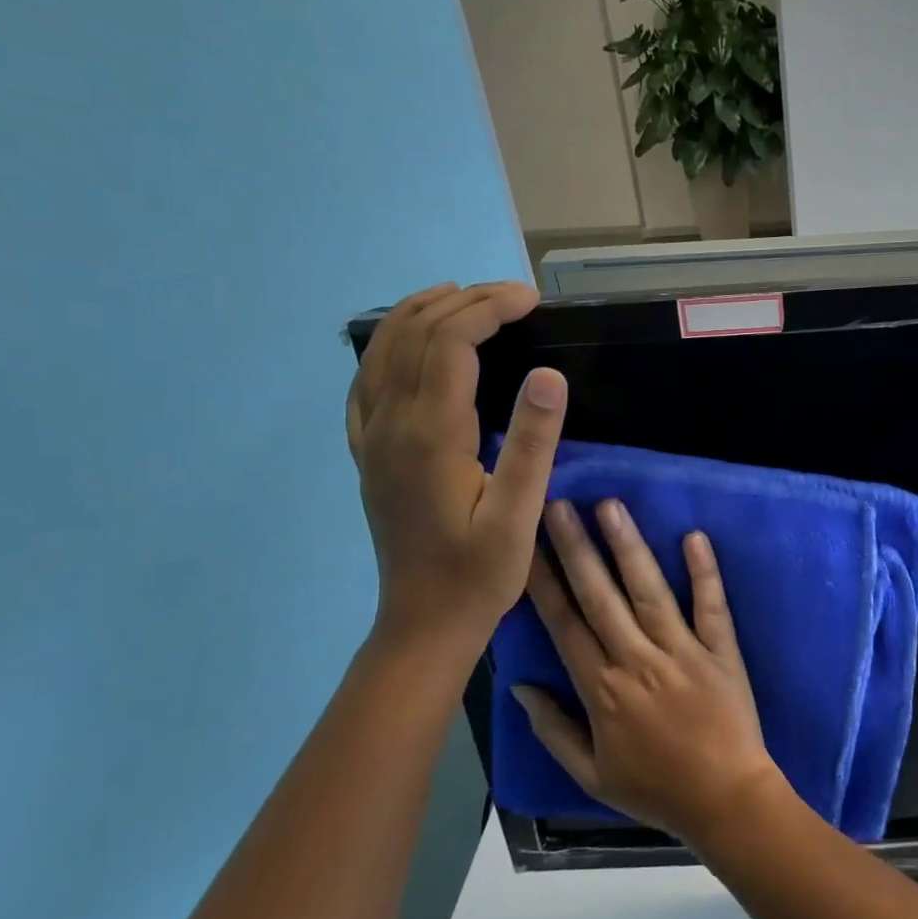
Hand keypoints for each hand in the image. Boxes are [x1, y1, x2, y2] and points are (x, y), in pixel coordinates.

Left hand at [346, 281, 566, 660]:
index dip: (488, 308)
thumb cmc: (479, 572)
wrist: (424, 622)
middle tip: (513, 296)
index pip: (450, 342)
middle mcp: (390, 425)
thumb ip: (533, 441)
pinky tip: (410, 346)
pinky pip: (366, 381)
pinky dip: (390, 346)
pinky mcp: (368, 453)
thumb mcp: (519, 513)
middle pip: (415, 335)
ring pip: (382, 350)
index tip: (530, 299)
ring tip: (465, 298)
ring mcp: (371, 437)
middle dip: (463, 301)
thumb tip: (550, 374)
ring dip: (422, 313)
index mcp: (430, 435)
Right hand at [515, 499, 781, 846]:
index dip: (544, 582)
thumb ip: (553, 728)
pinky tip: (694, 536)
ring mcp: (683, 650)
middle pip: (600, 596)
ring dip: (628, 547)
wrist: (725, 801)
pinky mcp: (721, 650)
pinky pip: (711, 606)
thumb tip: (520, 685)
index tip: (526, 545)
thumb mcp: (590, 774)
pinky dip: (704, 572)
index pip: (565, 624)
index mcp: (602, 689)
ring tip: (610, 507)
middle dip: (576, 548)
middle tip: (558, 505)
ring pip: (649, 591)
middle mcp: (638, 660)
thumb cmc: (655, 789)